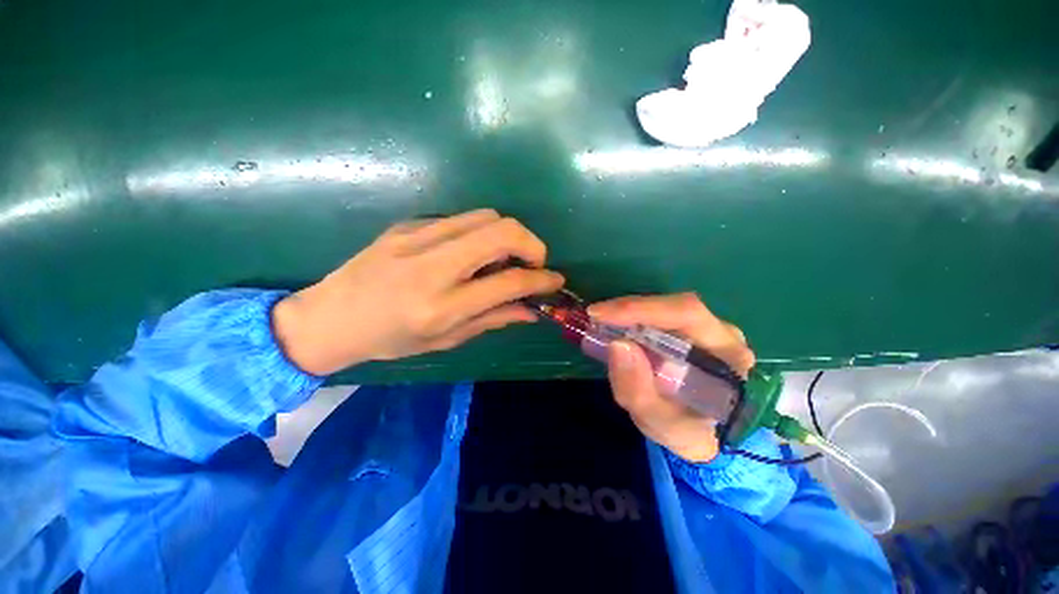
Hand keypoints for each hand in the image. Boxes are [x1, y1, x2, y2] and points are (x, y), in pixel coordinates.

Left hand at [272, 209, 563, 374]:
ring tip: (506, 257)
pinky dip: (480, 233)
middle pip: (501, 232)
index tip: (555, 280)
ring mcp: (417, 238)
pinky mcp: (408, 224)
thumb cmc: (389, 339)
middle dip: (532, 243)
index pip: (508, 283)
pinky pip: (461, 219)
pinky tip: (472, 252)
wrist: (330, 316)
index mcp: (440, 307)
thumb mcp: (445, 340)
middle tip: (535, 262)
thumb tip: (531, 310)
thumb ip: (492, 320)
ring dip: (509, 234)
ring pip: (485, 217)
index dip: (541, 279)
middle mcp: (431, 267)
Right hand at [587, 293, 754, 462]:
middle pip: (674, 306)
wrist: (699, 434)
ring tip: (602, 324)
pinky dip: (632, 319)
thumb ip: (638, 391)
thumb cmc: (685, 431)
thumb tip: (618, 344)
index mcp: (728, 356)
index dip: (641, 309)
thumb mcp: (659, 423)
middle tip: (595, 317)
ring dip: (629, 313)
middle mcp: (723, 334)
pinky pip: (659, 316)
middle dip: (630, 309)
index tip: (601, 314)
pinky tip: (616, 327)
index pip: (687, 315)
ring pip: (664, 307)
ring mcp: (707, 328)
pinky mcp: (689, 330)